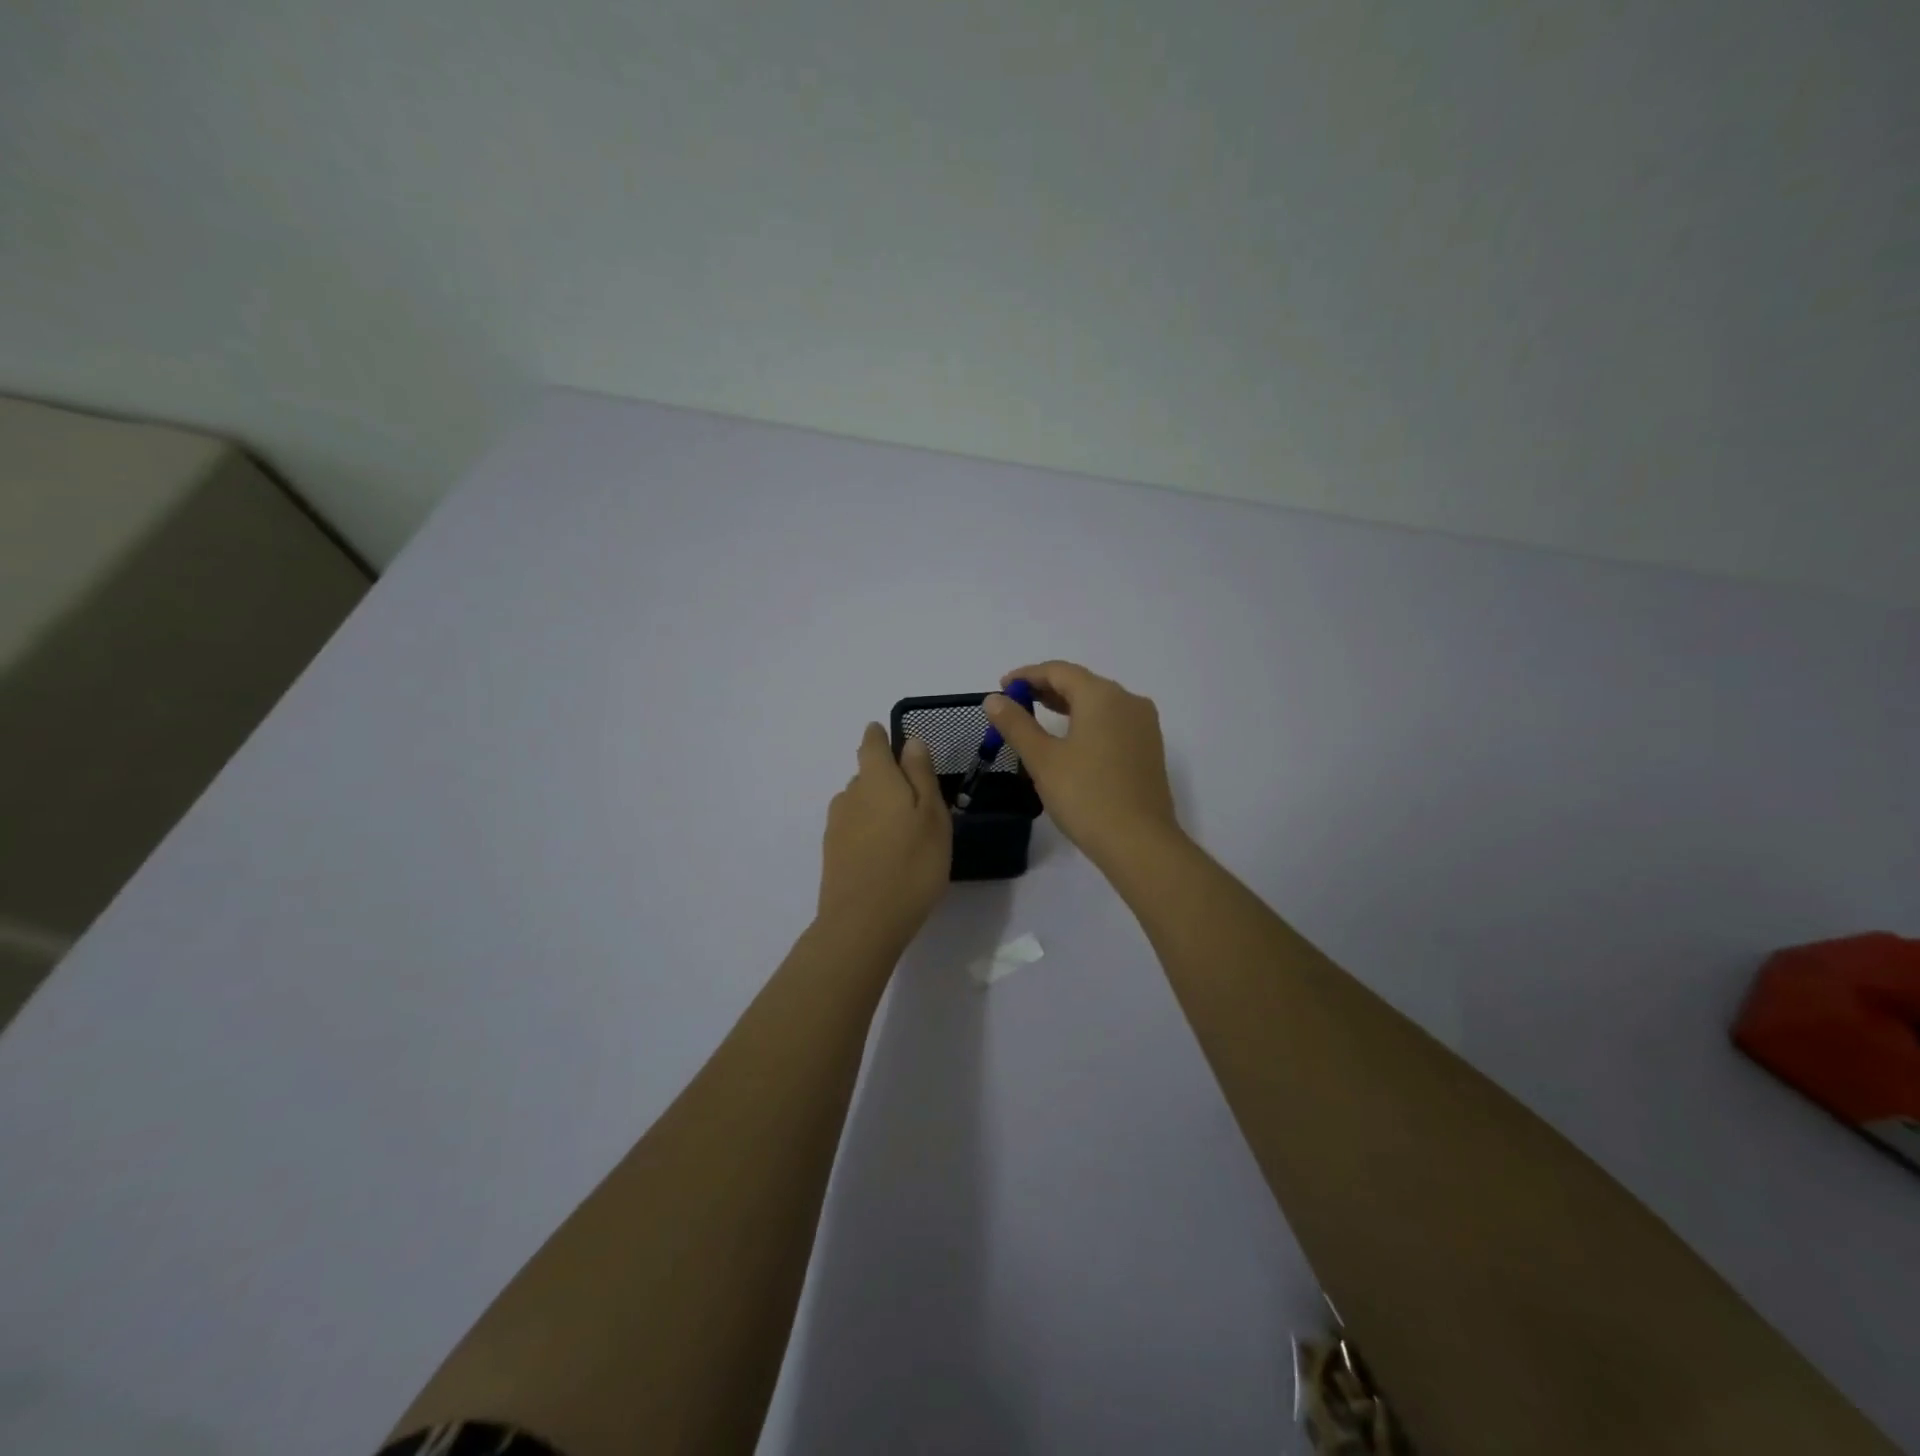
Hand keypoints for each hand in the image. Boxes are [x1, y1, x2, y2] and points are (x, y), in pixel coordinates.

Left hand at [817, 723, 951, 950]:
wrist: (862, 924)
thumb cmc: (911, 864)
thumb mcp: (932, 815)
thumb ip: (921, 774)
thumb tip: (910, 741)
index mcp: (876, 779)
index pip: (871, 744)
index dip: (880, 737)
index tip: (889, 737)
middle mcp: (850, 795)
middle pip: (866, 774)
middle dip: (886, 778)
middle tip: (916, 798)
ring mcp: (837, 826)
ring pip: (859, 803)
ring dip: (878, 807)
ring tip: (904, 829)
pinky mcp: (832, 854)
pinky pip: (854, 829)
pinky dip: (869, 831)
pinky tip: (886, 853)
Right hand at [984, 661, 1182, 871]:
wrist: (1139, 842)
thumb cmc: (1085, 796)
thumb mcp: (1042, 759)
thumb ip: (1016, 724)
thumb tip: (994, 699)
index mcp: (1103, 696)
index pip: (1059, 671)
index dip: (1026, 676)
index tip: (1001, 687)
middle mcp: (1128, 701)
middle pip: (1081, 683)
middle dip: (1045, 689)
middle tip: (1014, 704)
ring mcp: (1144, 725)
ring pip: (1099, 703)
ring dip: (1066, 706)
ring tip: (1036, 719)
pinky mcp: (1149, 748)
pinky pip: (1112, 722)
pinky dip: (1086, 722)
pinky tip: (1070, 741)